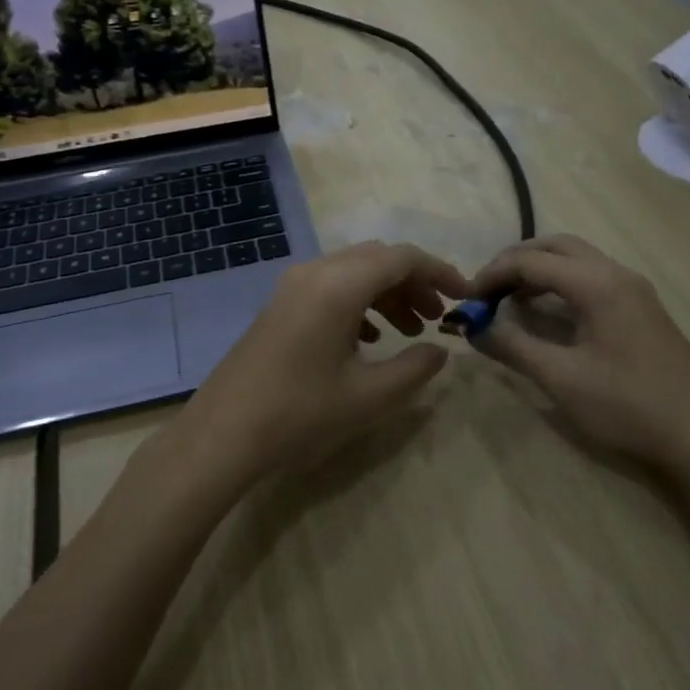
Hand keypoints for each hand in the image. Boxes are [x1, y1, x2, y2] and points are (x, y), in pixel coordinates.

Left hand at [178, 241, 467, 480]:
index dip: (440, 272)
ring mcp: (293, 286)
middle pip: (378, 260)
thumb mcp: (369, 396)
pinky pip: (331, 287)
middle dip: (414, 283)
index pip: (402, 258)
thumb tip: (440, 352)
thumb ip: (415, 369)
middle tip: (438, 318)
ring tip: (410, 332)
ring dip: (388, 294)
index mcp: (340, 284)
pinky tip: (368, 339)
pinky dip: (360, 303)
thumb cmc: (300, 411)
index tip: (465, 297)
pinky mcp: (281, 304)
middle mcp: (316, 271)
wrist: (223, 432)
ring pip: (354, 273)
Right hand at [467, 235, 689, 485]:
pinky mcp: (643, 308)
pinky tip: (549, 312)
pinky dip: (562, 282)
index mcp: (597, 283)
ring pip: (577, 259)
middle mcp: (617, 274)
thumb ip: (513, 347)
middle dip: (516, 261)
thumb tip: (474, 328)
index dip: (493, 275)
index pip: (531, 262)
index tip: (467, 299)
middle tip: (487, 289)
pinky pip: (593, 276)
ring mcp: (635, 290)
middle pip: (556, 246)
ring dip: (540, 269)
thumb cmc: (628, 406)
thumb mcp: (561, 378)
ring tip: (510, 299)